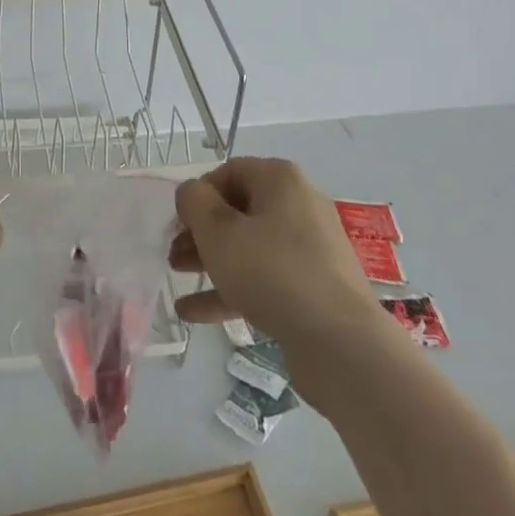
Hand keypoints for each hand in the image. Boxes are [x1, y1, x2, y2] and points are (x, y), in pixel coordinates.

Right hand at [169, 157, 376, 351]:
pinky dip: (233, 290)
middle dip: (201, 232)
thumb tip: (192, 194)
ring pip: (250, 246)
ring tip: (179, 279)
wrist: (340, 343)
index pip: (228, 172)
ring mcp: (311, 248)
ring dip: (212, 260)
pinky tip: (194, 314)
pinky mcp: (315, 287)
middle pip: (239, 210)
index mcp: (280, 179)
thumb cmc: (271, 271)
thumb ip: (194, 202)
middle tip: (174, 255)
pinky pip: (266, 279)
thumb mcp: (218, 231)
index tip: (178, 224)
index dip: (198, 195)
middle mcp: (299, 204)